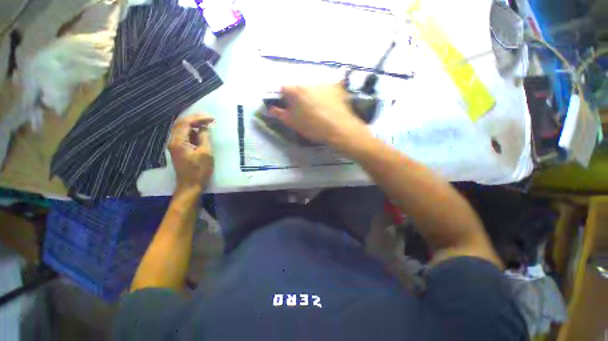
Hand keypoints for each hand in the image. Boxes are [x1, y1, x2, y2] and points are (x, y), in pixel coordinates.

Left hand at [169, 114, 214, 192]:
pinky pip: (184, 135)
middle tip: (209, 119)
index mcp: (178, 141)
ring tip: (206, 124)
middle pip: (181, 123)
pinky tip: (201, 133)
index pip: (186, 122)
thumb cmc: (199, 170)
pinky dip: (193, 131)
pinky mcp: (179, 149)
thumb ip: (205, 138)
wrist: (190, 185)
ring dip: (194, 124)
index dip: (199, 118)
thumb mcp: (205, 153)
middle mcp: (173, 141)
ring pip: (182, 129)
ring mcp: (175, 145)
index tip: (212, 119)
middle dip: (195, 119)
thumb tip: (204, 128)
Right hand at [268, 84, 370, 145]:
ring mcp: (323, 82)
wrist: (339, 129)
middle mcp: (308, 82)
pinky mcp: (336, 86)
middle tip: (305, 111)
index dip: (285, 99)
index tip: (290, 108)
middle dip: (299, 97)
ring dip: (313, 95)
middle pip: (299, 88)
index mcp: (295, 91)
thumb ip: (279, 114)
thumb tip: (270, 109)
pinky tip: (330, 106)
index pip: (283, 89)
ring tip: (320, 110)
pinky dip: (326, 95)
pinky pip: (327, 89)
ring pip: (313, 88)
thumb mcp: (293, 123)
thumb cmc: (313, 127)